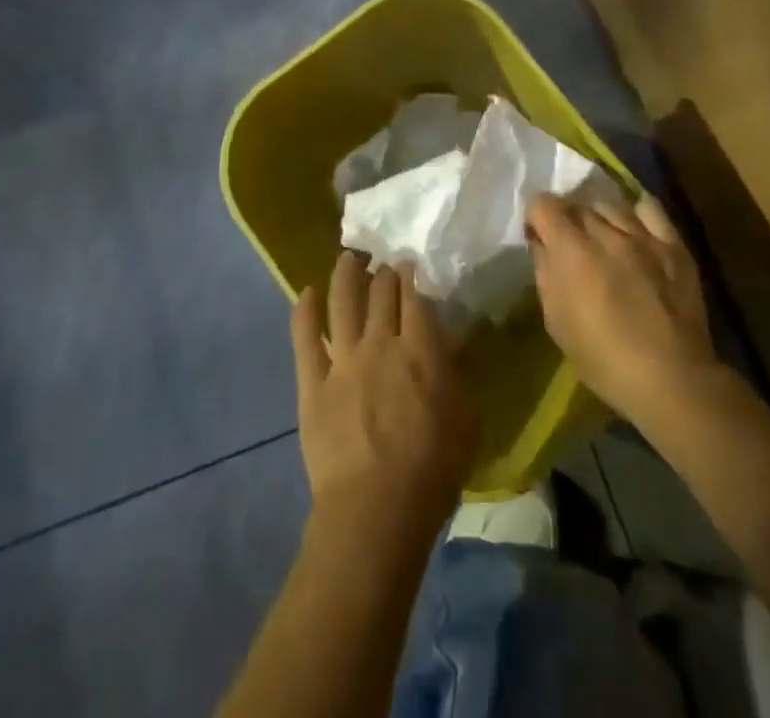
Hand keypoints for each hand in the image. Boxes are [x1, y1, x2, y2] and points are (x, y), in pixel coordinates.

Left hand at [290, 253, 476, 535]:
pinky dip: (303, 312)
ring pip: (342, 302)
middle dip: (383, 272)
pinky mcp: (313, 382)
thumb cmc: (432, 471)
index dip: (411, 274)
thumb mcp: (466, 420)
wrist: (375, 510)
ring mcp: (343, 360)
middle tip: (383, 262)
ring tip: (348, 258)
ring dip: (345, 275)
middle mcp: (380, 343)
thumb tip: (450, 345)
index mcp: (420, 350)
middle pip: (380, 293)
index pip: (414, 297)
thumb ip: (457, 375)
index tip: (409, 263)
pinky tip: (305, 293)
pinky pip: (304, 338)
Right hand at [527, 194, 723, 430]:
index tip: (538, 235)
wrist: (670, 378)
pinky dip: (636, 214)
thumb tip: (541, 244)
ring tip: (602, 240)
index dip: (536, 216)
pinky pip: (650, 210)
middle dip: (567, 220)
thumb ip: (544, 273)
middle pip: (577, 205)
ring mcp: (642, 235)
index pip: (543, 204)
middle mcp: (605, 232)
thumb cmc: (603, 358)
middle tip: (570, 246)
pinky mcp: (672, 244)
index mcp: (570, 250)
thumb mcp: (556, 321)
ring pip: (611, 206)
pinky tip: (635, 229)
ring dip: (599, 219)